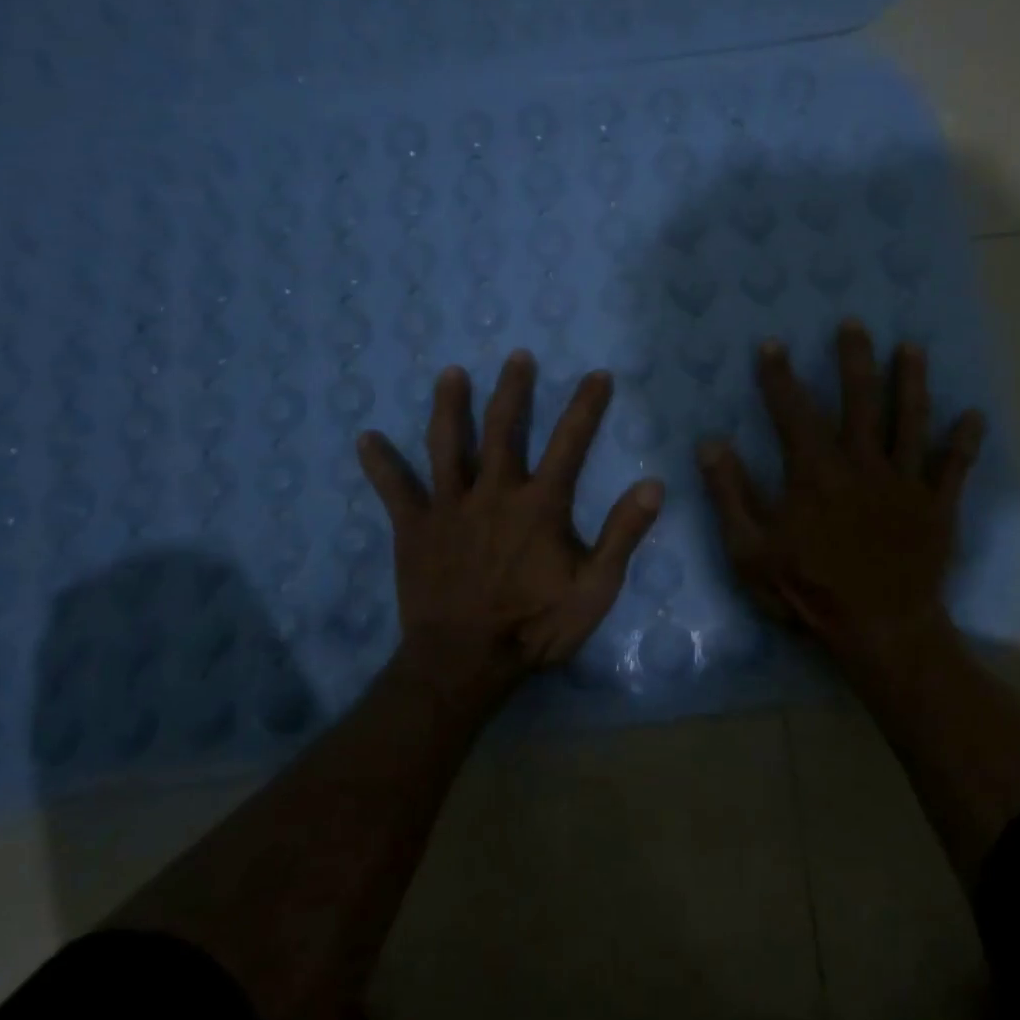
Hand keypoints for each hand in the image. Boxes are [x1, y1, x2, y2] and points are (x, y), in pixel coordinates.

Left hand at [357, 351, 663, 706]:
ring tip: (450, 373)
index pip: (570, 442)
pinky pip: (394, 490)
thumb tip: (654, 484)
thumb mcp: (594, 588)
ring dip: (450, 406)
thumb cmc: (534, 626)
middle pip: (504, 428)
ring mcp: (449, 507)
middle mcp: (493, 492)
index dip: (586, 406)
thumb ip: (623, 534)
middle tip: (517, 355)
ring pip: (447, 445)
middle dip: (513, 389)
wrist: (464, 663)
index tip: (597, 374)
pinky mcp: (414, 528)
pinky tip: (366, 438)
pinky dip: (380, 464)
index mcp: (539, 504)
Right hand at [697, 321, 984, 656]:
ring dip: (911, 382)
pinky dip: (965, 443)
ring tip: (913, 348)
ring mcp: (905, 483)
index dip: (779, 376)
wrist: (880, 630)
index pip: (793, 412)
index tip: (772, 344)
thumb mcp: (750, 551)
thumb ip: (730, 495)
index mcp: (815, 473)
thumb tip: (710, 443)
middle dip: (854, 360)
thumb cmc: (809, 591)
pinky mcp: (937, 506)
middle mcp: (862, 464)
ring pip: (909, 421)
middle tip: (854, 323)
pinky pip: (954, 468)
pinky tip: (975, 416)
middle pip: (859, 401)